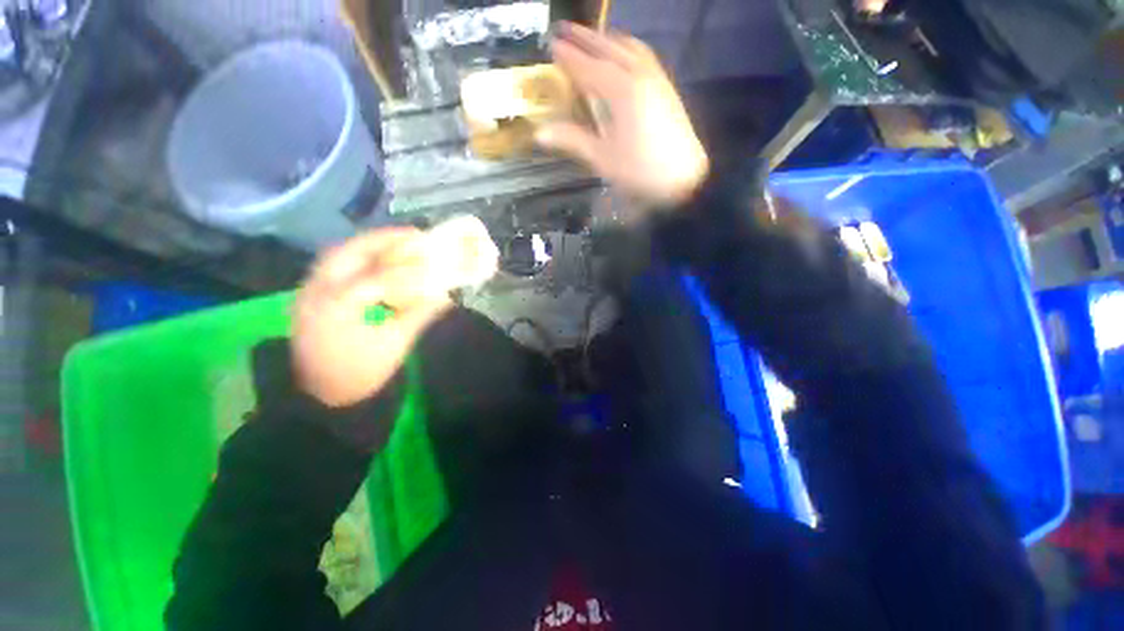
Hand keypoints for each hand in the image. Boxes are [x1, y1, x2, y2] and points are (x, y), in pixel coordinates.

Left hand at [292, 228, 451, 407]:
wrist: (319, 398)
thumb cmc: (358, 374)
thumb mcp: (395, 345)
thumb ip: (419, 315)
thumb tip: (444, 296)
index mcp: (338, 305)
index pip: (378, 274)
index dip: (408, 263)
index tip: (432, 252)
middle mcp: (317, 291)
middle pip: (348, 252)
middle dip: (382, 240)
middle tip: (412, 235)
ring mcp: (308, 293)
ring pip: (338, 256)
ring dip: (368, 246)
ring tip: (397, 243)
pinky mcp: (310, 298)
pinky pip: (335, 268)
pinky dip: (358, 259)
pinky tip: (377, 263)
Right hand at [535, 23, 709, 205]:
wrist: (684, 178)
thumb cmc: (640, 171)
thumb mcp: (603, 159)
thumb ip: (573, 140)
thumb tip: (540, 133)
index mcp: (620, 90)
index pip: (588, 66)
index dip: (568, 56)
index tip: (551, 43)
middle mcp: (639, 75)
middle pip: (608, 48)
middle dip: (585, 38)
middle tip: (564, 29)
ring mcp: (656, 78)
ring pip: (629, 47)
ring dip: (607, 39)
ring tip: (592, 37)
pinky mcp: (666, 88)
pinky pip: (643, 56)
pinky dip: (627, 47)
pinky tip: (624, 54)